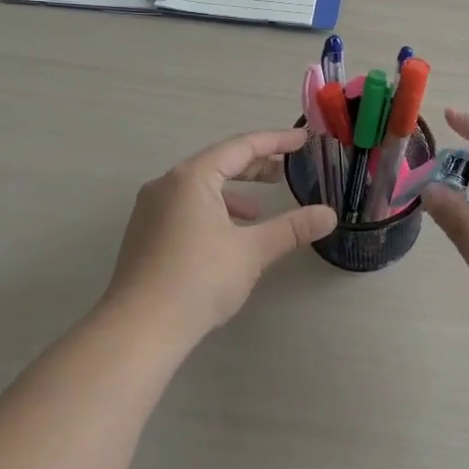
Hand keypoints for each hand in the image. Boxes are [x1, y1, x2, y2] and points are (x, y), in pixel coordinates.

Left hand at [103, 128, 338, 344]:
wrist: (139, 328)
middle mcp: (166, 184)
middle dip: (254, 166)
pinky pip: (185, 207)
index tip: (303, 139)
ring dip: (233, 191)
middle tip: (285, 172)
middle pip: (217, 163)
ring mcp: (150, 210)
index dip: (275, 141)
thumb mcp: (252, 251)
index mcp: (191, 177)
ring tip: (260, 210)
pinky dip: (213, 210)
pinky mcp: (145, 234)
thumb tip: (329, 215)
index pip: (240, 147)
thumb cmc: (199, 279)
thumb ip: (292, 228)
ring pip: (200, 187)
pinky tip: (227, 236)